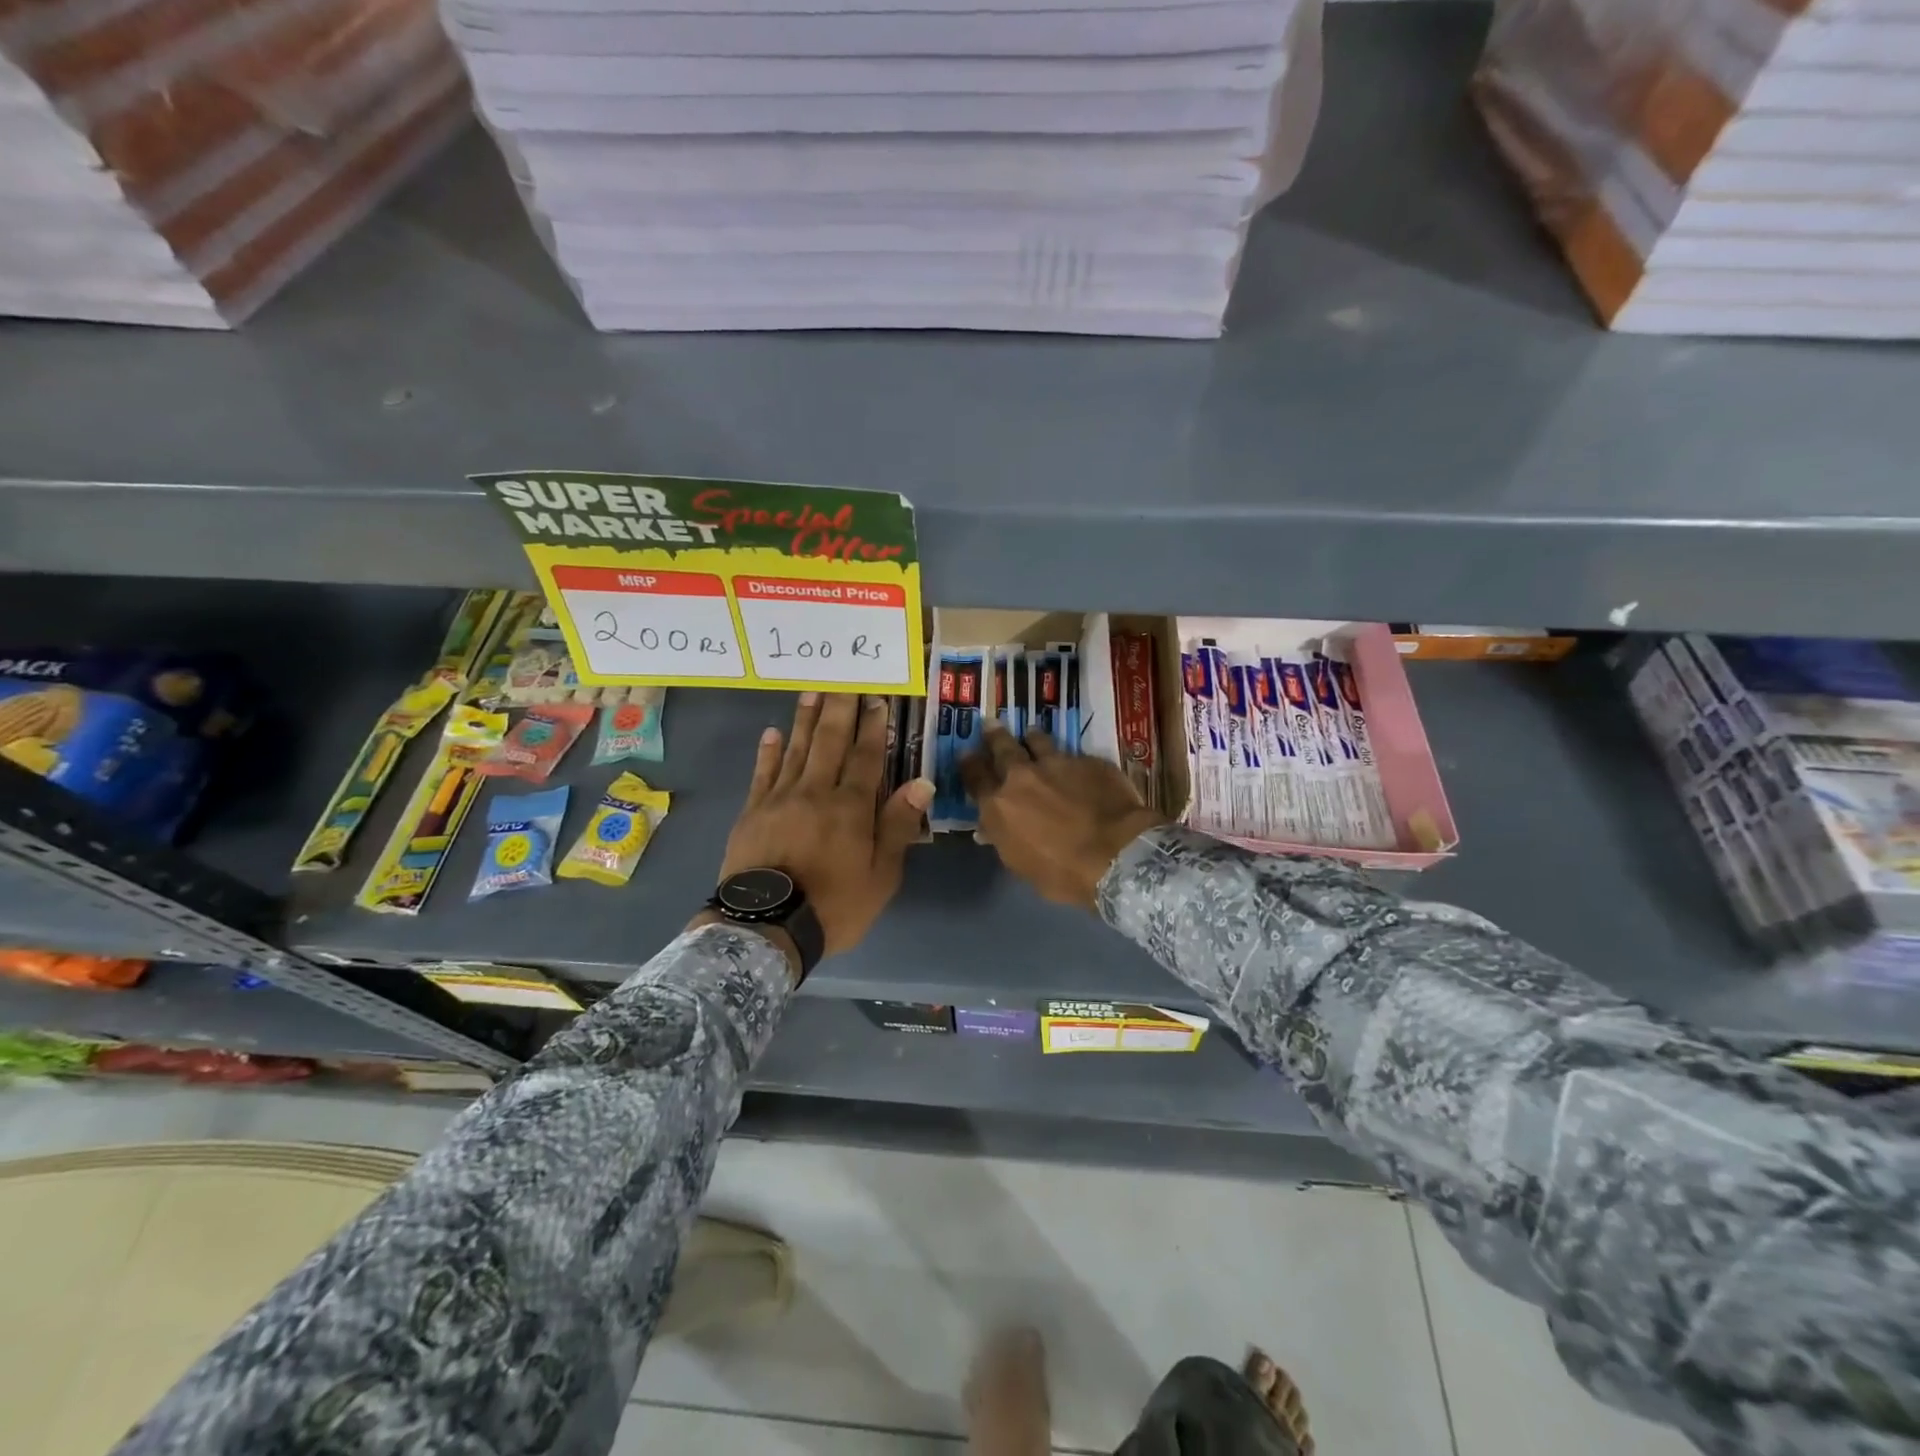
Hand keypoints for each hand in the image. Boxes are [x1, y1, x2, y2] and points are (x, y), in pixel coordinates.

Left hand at [718, 693, 932, 956]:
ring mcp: (780, 799)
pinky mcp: (752, 811)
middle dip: (839, 709)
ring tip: (812, 691)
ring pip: (796, 749)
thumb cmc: (834, 906)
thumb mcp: (881, 875)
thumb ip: (898, 826)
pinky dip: (768, 751)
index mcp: (851, 807)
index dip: (873, 727)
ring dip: (805, 719)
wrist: (767, 926)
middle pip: (829, 742)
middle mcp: (816, 792)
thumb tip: (921, 783)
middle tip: (844, 678)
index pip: (865, 756)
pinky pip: (762, 773)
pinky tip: (772, 732)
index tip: (877, 699)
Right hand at [961, 726, 1167, 907]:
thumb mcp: (1020, 864)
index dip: (968, 763)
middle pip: (1002, 747)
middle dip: (994, 736)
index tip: (966, 753)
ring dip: (1031, 737)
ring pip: (1038, 741)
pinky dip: (1069, 758)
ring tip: (1030, 733)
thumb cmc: (1062, 873)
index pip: (974, 777)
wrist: (1115, 854)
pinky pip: (1073, 754)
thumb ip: (1004, 838)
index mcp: (999, 805)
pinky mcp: (1089, 761)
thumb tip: (990, 828)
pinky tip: (1074, 762)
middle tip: (990, 725)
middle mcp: (1022, 777)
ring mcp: (1057, 763)